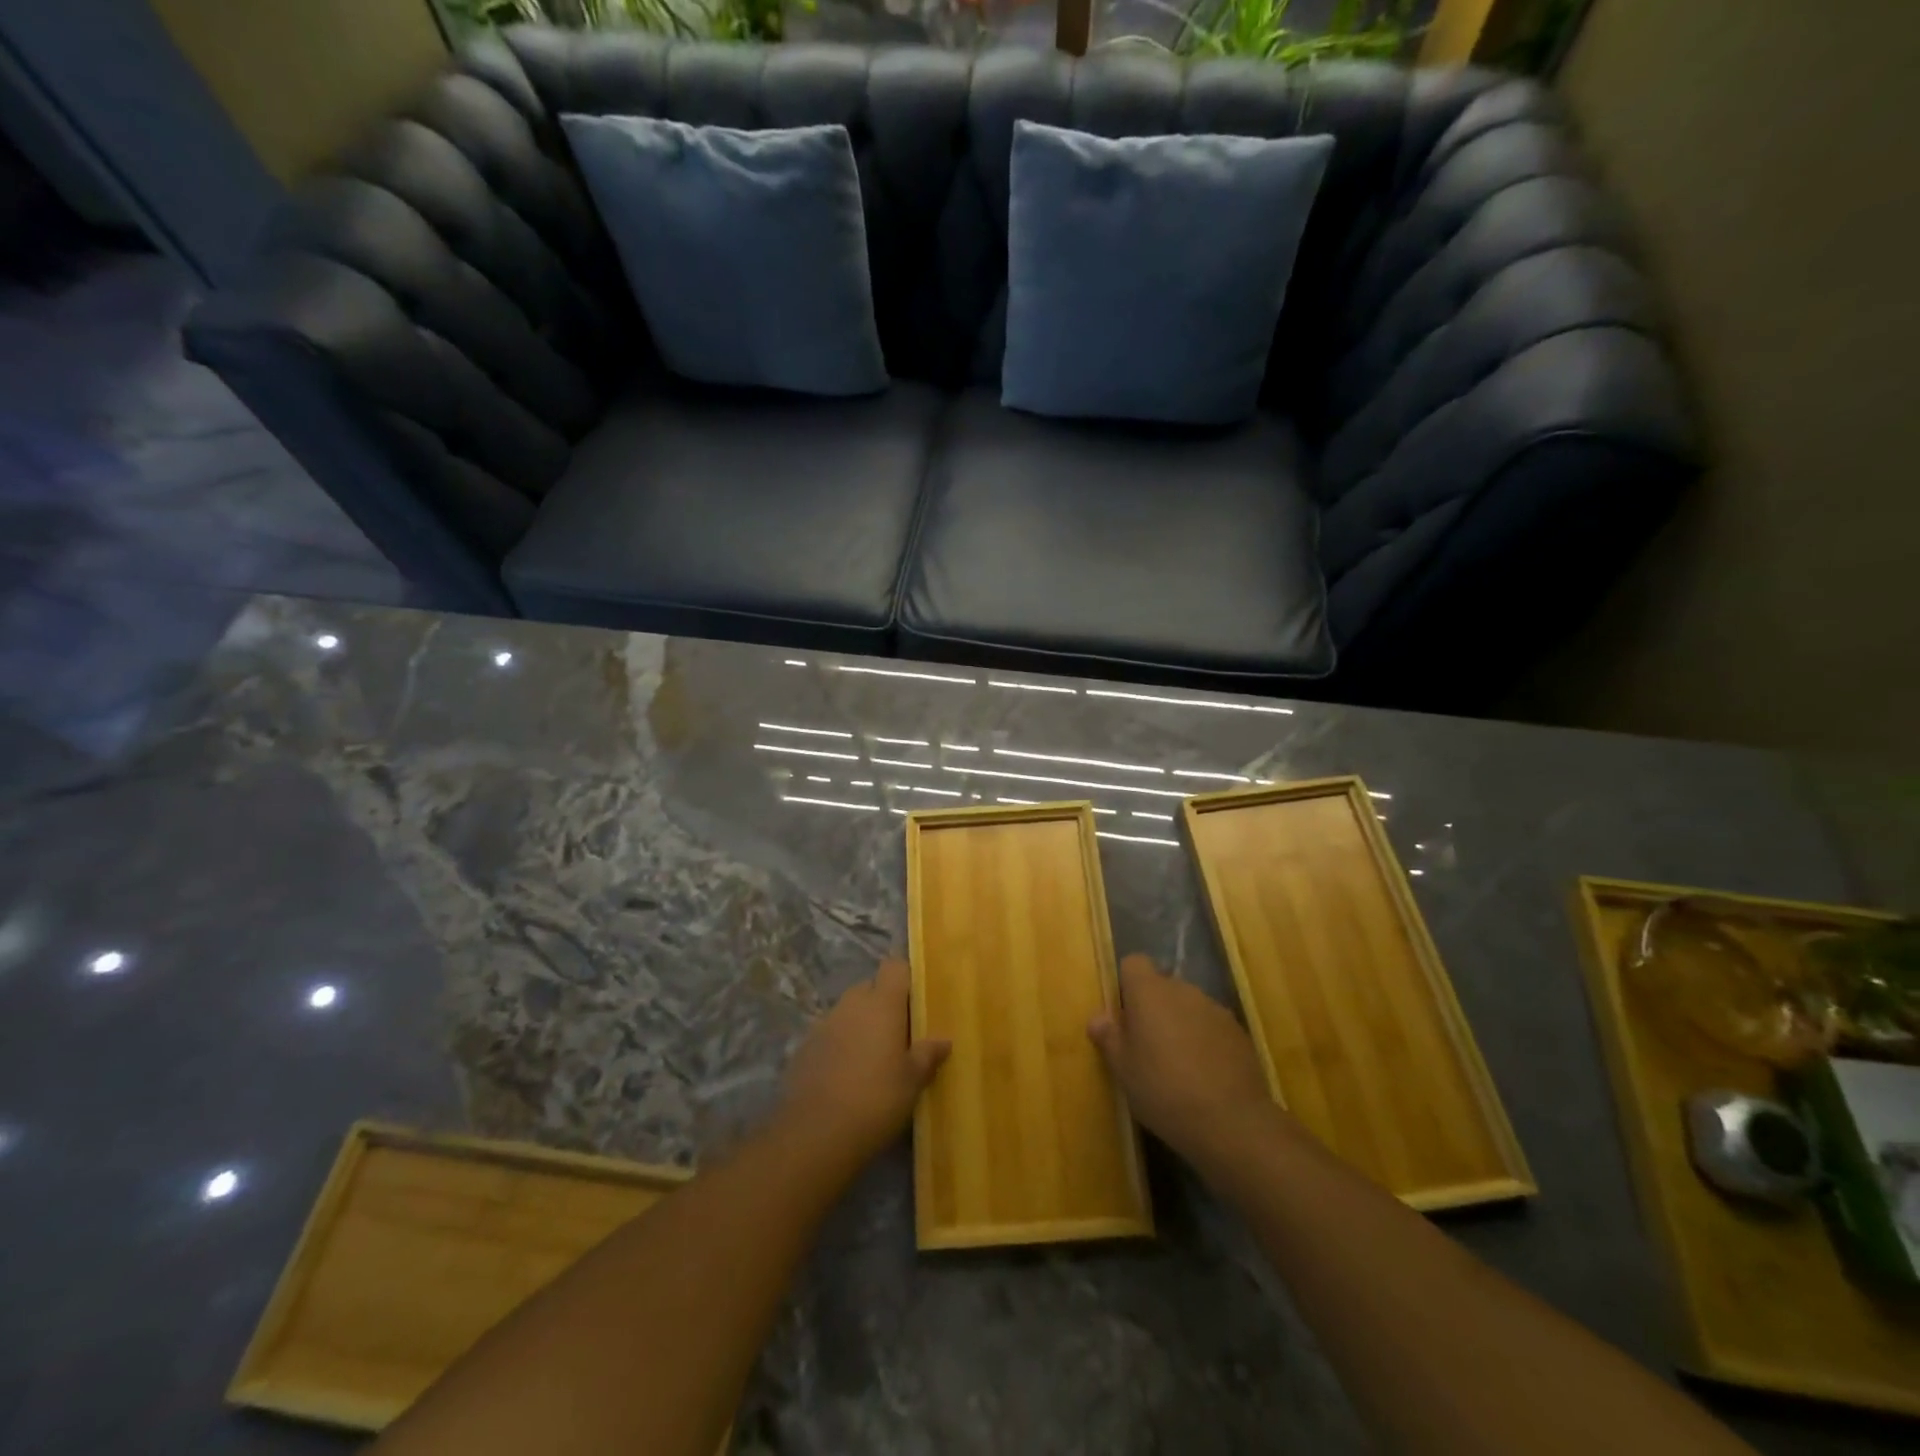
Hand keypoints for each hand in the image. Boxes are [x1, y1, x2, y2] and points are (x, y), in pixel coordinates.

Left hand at [779, 958, 950, 1168]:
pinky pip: (829, 1033)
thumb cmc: (877, 1099)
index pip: (894, 967)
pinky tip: (846, 1074)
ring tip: (872, 1056)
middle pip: (870, 987)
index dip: (905, 977)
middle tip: (898, 1033)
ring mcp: (824, 1023)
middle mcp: (852, 1004)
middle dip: (882, 1002)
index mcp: (882, 1004)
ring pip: (848, 1010)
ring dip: (860, 1023)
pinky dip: (840, 1043)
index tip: (915, 1000)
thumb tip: (944, 1041)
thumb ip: (928, 1055)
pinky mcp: (805, 1046)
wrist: (817, 1132)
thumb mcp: (913, 1081)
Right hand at [1089, 954, 1277, 1168]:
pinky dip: (1204, 1041)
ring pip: (1188, 1006)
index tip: (1124, 1015)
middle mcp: (1183, 990)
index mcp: (1149, 991)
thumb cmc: (1163, 1089)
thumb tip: (1098, 1018)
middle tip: (1145, 1046)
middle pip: (1162, 985)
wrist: (1231, 1122)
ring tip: (1177, 1064)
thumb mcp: (1123, 1069)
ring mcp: (1215, 1009)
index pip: (1134, 963)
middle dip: (1153, 1007)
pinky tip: (1204, 1075)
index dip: (1126, 984)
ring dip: (1180, 1024)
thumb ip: (1109, 1037)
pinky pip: (1211, 1026)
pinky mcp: (1239, 1032)